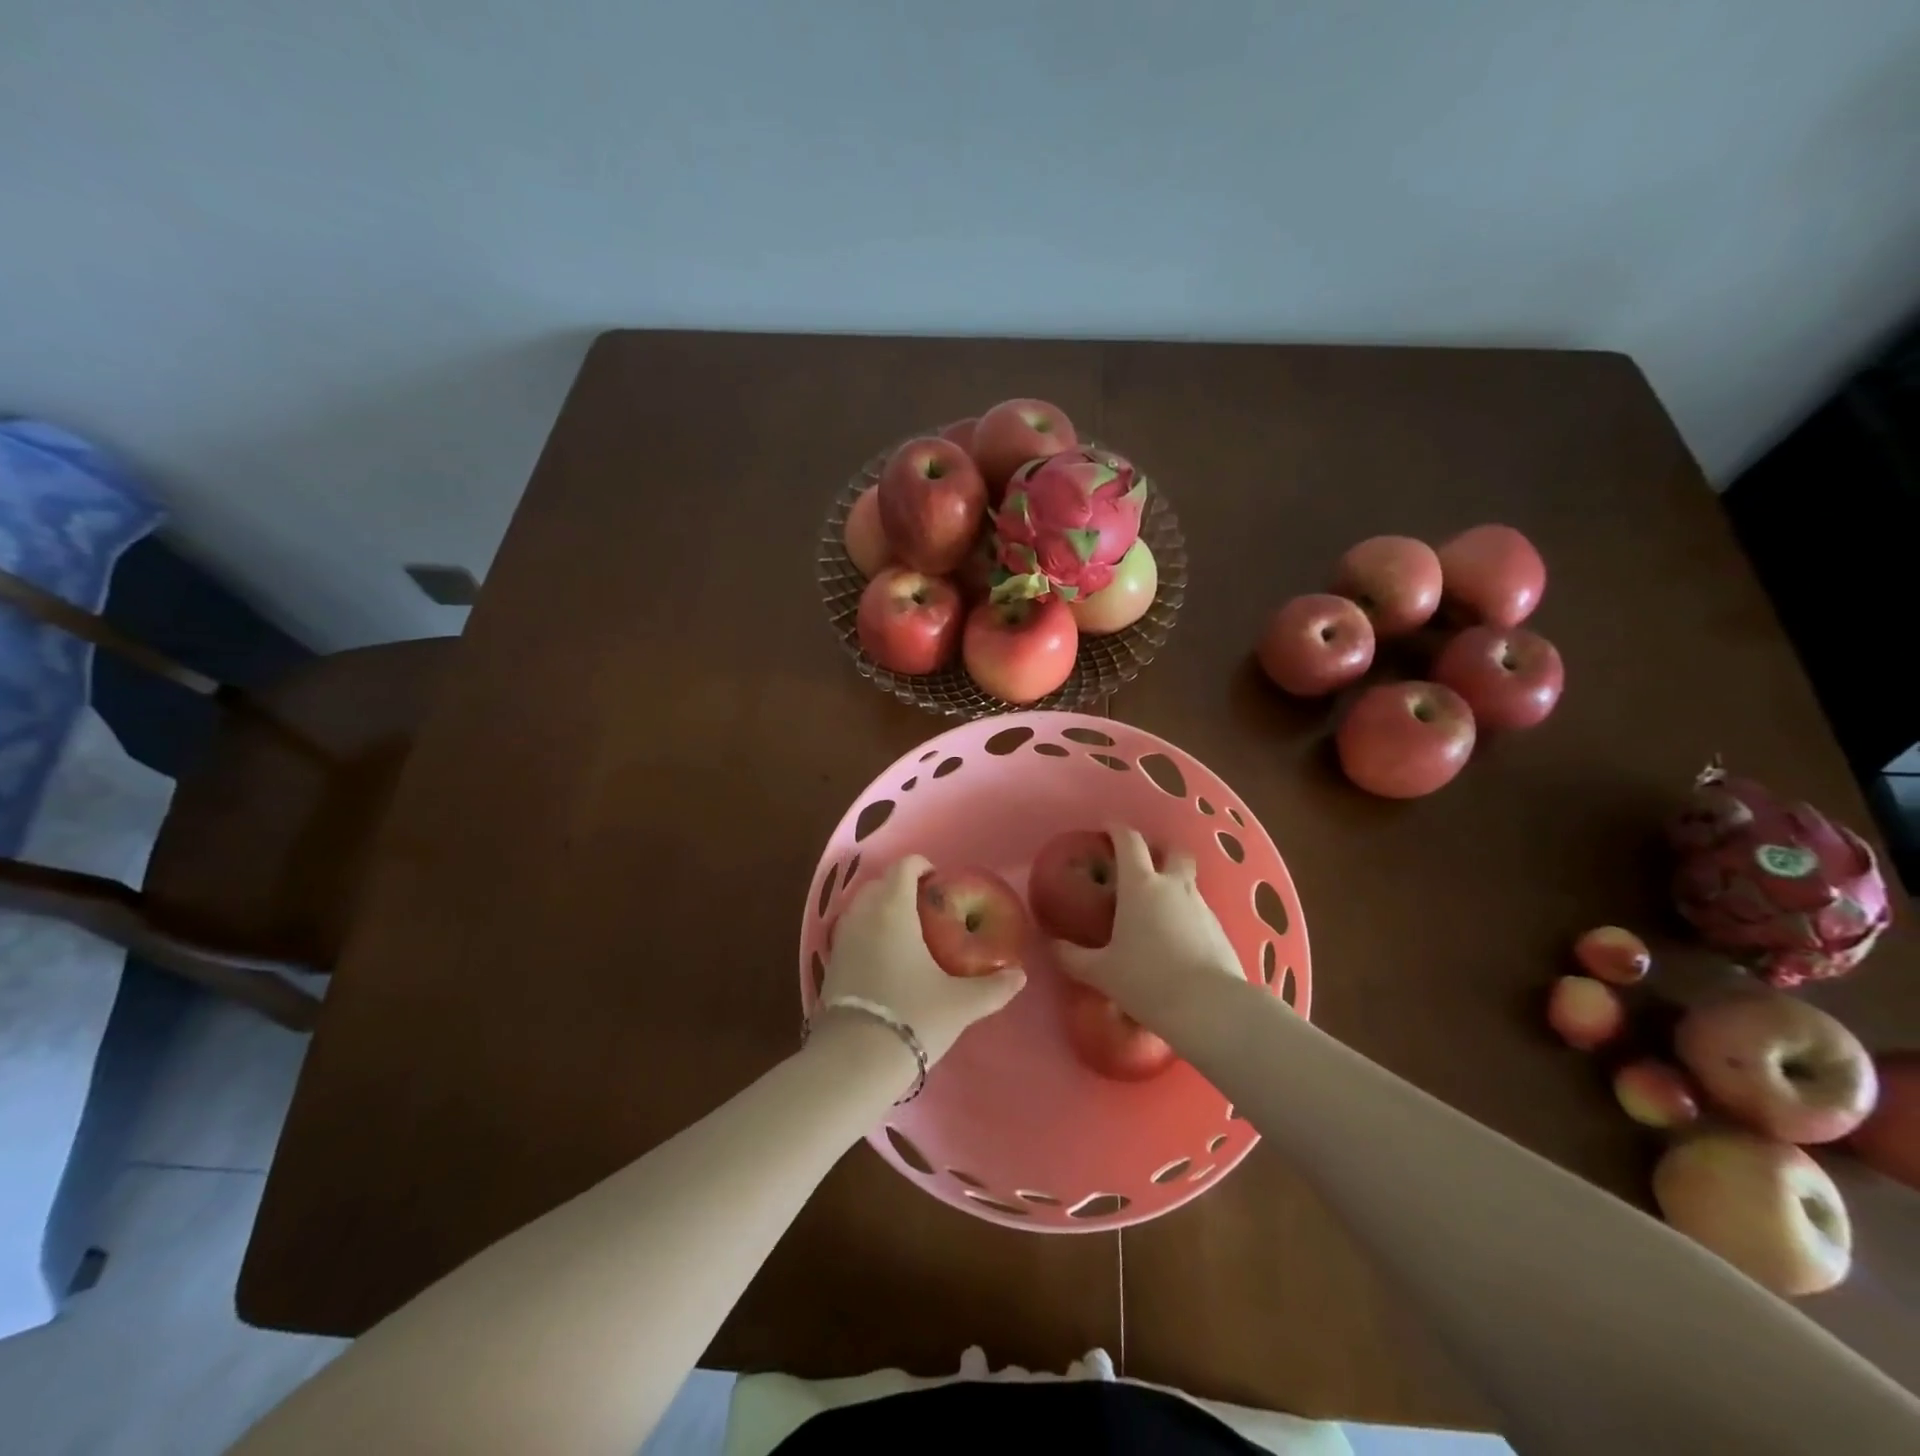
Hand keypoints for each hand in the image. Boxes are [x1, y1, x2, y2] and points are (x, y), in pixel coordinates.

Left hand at [822, 855, 1025, 1062]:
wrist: (854, 1060)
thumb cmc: (912, 1017)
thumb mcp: (961, 1004)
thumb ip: (993, 987)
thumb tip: (1020, 975)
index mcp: (893, 909)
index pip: (904, 866)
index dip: (923, 867)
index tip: (940, 883)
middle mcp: (863, 915)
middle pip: (880, 883)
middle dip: (902, 887)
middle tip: (928, 910)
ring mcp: (842, 939)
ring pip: (862, 907)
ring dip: (882, 909)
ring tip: (909, 935)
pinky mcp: (830, 963)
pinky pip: (851, 931)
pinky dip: (869, 933)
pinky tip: (887, 961)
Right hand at [1054, 826, 1244, 1025]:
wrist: (1211, 1008)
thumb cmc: (1147, 980)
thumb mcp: (1101, 972)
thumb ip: (1072, 956)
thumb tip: (1051, 945)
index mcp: (1140, 885)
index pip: (1129, 841)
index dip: (1117, 829)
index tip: (1107, 828)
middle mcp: (1173, 886)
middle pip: (1172, 851)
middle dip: (1159, 850)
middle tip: (1142, 864)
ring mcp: (1201, 906)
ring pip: (1187, 881)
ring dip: (1172, 885)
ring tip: (1155, 910)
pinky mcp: (1220, 929)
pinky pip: (1199, 911)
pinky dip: (1185, 915)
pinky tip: (1175, 940)